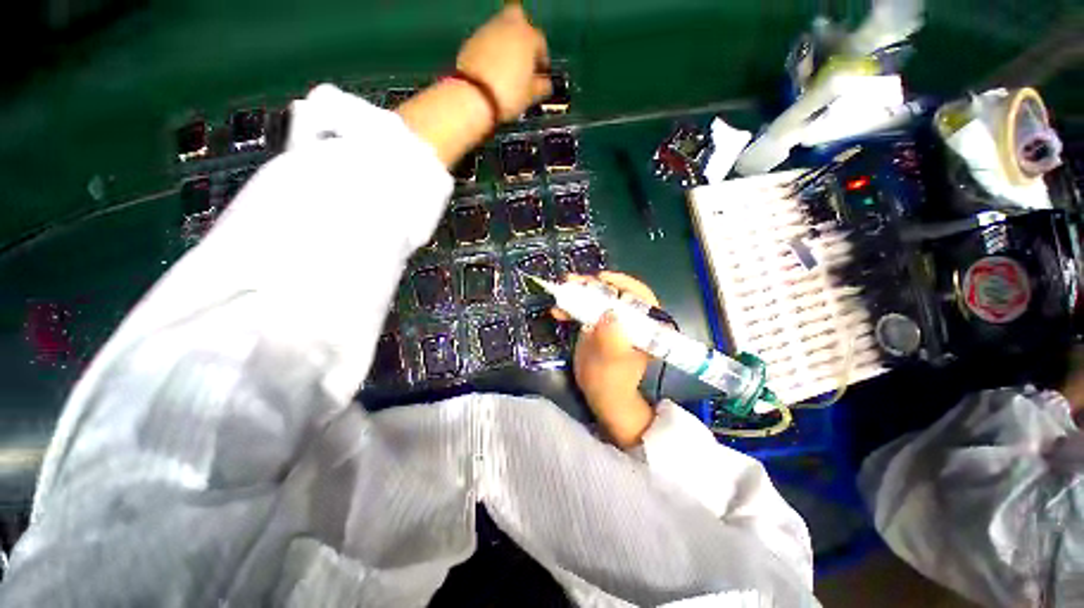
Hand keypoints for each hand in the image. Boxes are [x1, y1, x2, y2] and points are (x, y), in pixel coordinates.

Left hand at [396, 6, 550, 166]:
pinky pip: (486, 40)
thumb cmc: (505, 98)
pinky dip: (491, 50)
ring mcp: (484, 33)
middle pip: (517, 17)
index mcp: (523, 38)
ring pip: (499, 27)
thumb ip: (537, 87)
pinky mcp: (469, 45)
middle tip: (524, 59)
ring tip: (508, 69)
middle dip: (522, 34)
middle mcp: (504, 28)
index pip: (538, 39)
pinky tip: (491, 70)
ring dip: (506, 43)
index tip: (541, 71)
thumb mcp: (527, 96)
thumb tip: (546, 85)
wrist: (469, 102)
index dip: (541, 55)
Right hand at [553, 272, 657, 447]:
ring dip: (578, 293)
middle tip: (574, 281)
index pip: (641, 296)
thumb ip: (612, 339)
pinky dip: (570, 307)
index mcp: (646, 325)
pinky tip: (557, 310)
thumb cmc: (613, 381)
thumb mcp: (613, 362)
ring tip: (561, 289)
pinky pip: (584, 310)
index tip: (602, 279)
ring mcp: (612, 319)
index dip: (622, 283)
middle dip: (593, 285)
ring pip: (597, 298)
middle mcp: (630, 318)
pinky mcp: (596, 324)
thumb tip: (608, 313)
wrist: (601, 395)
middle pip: (614, 293)